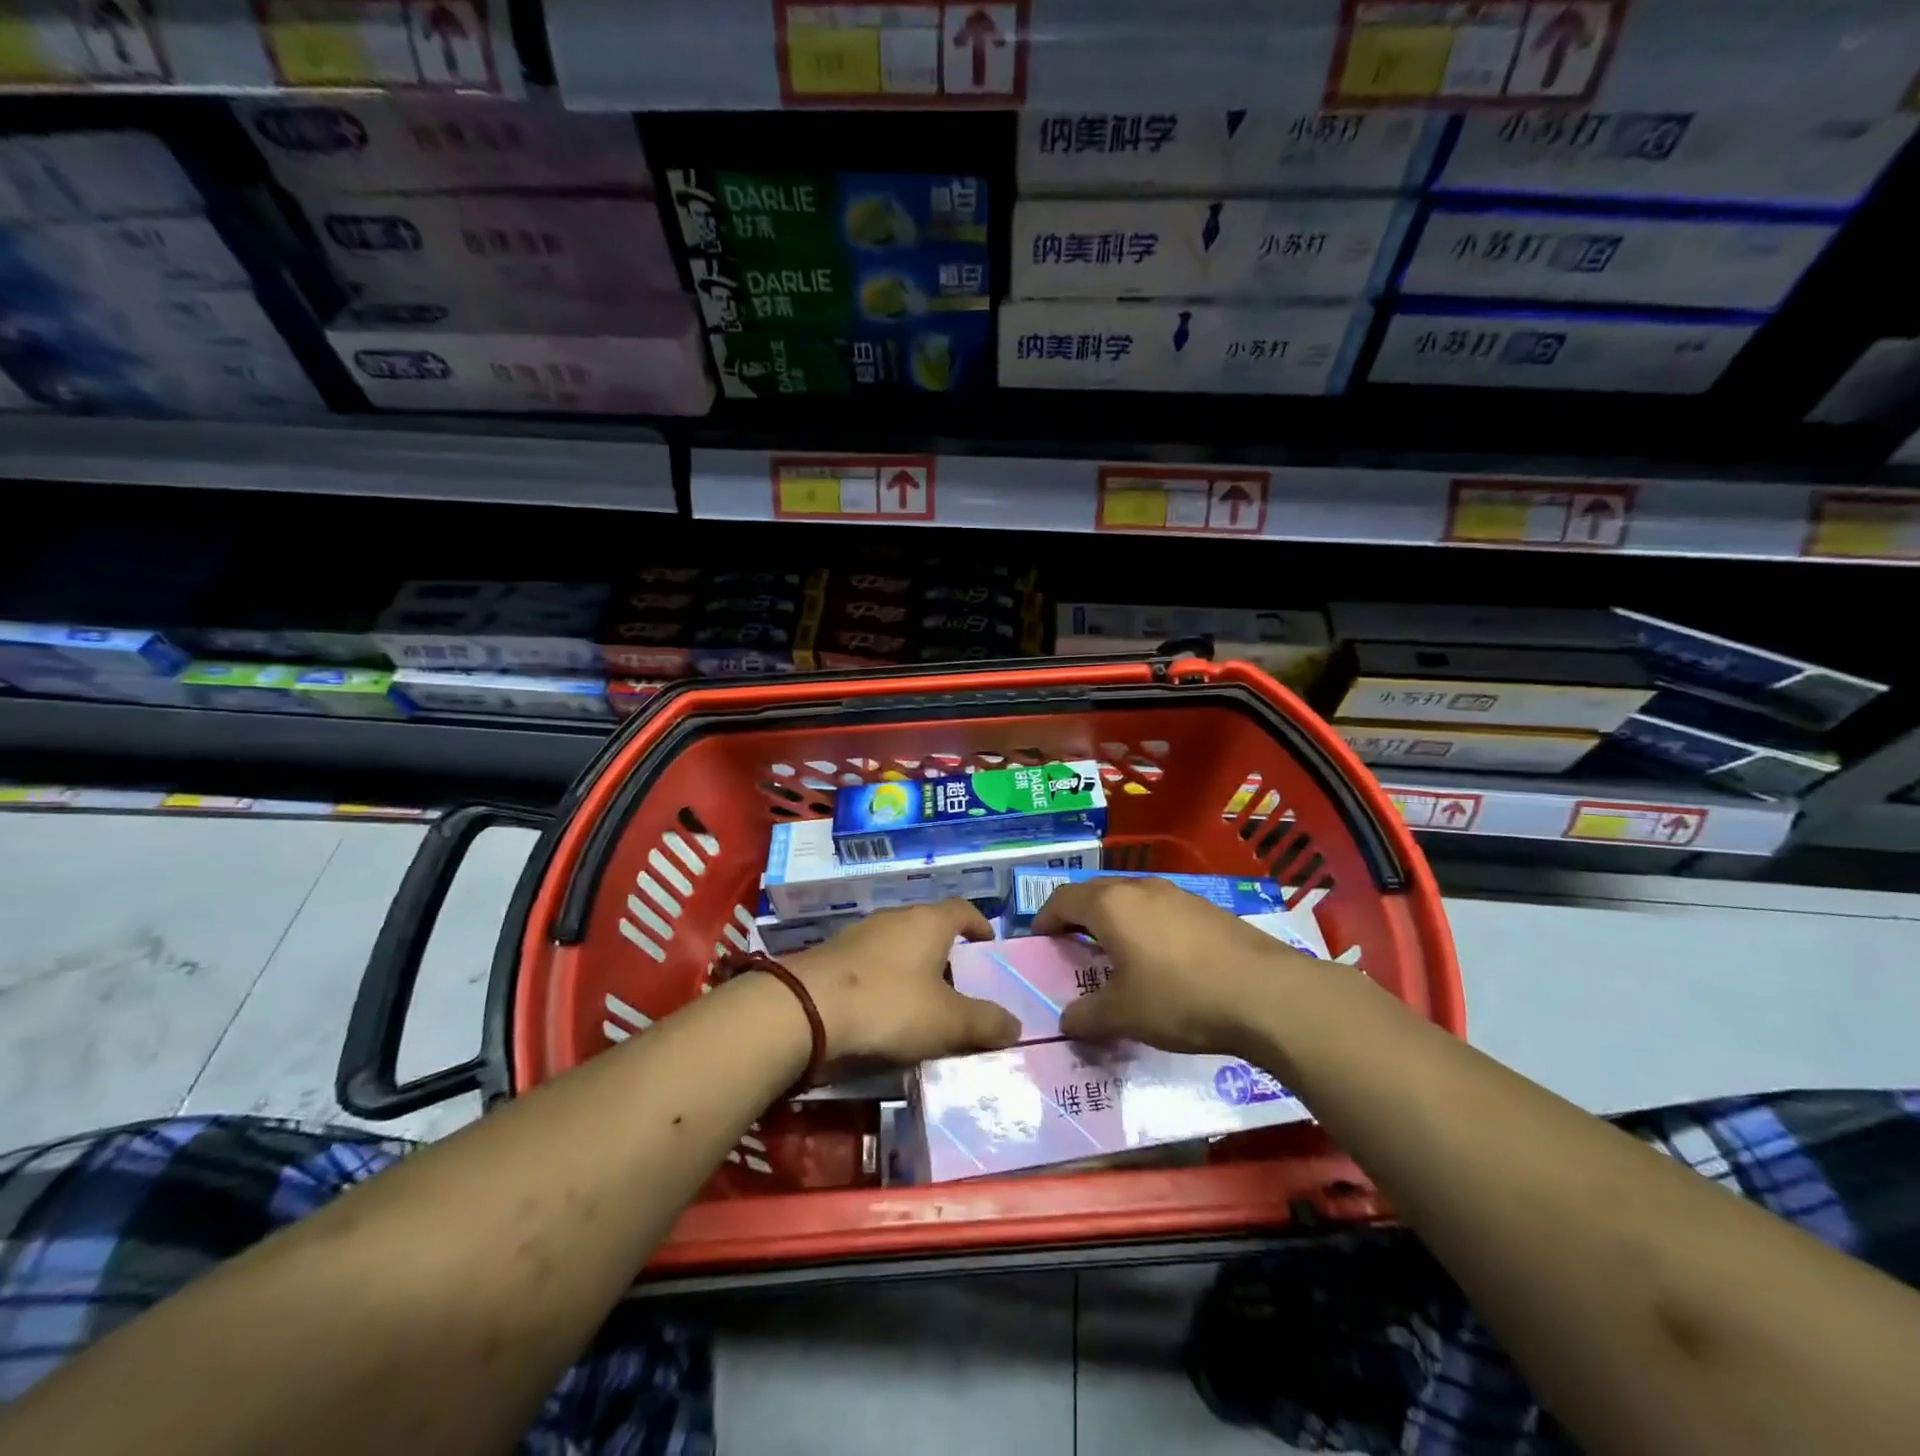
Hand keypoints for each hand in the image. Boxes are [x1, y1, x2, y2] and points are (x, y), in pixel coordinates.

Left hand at [787, 900, 1020, 1063]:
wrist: (806, 1011)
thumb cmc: (889, 1005)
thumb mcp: (948, 1022)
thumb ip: (985, 1023)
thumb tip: (1015, 1025)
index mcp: (928, 922)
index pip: (963, 909)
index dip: (980, 925)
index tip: (989, 946)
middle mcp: (895, 918)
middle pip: (930, 928)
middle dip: (947, 954)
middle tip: (961, 987)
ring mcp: (860, 935)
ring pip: (899, 947)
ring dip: (914, 970)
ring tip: (924, 1006)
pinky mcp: (833, 957)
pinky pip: (872, 965)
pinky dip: (885, 982)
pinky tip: (884, 1014)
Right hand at [1034, 877, 1316, 1055]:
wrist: (1267, 994)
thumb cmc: (1179, 998)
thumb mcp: (1124, 1014)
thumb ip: (1087, 1016)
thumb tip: (1067, 1020)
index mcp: (1111, 905)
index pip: (1062, 899)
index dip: (1045, 918)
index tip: (1039, 940)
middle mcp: (1140, 889)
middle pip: (1096, 893)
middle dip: (1078, 917)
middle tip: (1072, 948)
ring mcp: (1178, 894)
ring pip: (1131, 900)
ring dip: (1115, 921)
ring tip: (1116, 955)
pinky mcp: (1208, 909)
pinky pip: (1161, 911)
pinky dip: (1147, 928)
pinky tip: (1161, 961)